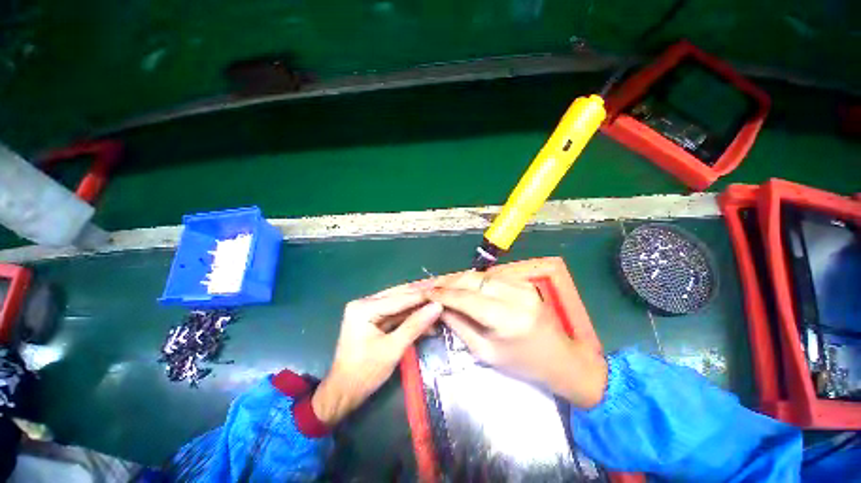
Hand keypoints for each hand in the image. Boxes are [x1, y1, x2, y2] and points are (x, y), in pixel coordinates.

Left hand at [312, 284, 442, 425]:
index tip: (442, 293)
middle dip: (421, 297)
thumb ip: (415, 325)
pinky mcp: (372, 317)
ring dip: (418, 306)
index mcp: (363, 308)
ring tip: (438, 304)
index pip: (399, 298)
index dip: (422, 296)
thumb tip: (437, 306)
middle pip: (398, 296)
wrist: (343, 393)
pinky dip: (410, 316)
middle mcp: (364, 303)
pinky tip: (427, 317)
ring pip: (399, 303)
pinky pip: (395, 313)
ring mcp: (367, 309)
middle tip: (442, 293)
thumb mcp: (393, 349)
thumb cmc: (365, 373)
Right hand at [429, 272, 607, 408]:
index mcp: (507, 319)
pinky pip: (492, 276)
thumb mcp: (486, 352)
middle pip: (472, 279)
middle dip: (449, 281)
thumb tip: (439, 307)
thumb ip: (460, 326)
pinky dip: (475, 280)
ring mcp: (523, 285)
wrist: (560, 358)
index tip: (426, 292)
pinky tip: (464, 285)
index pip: (466, 298)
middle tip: (433, 285)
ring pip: (481, 274)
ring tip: (444, 285)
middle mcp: (516, 295)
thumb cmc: (522, 363)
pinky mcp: (525, 281)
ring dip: (460, 278)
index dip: (443, 294)